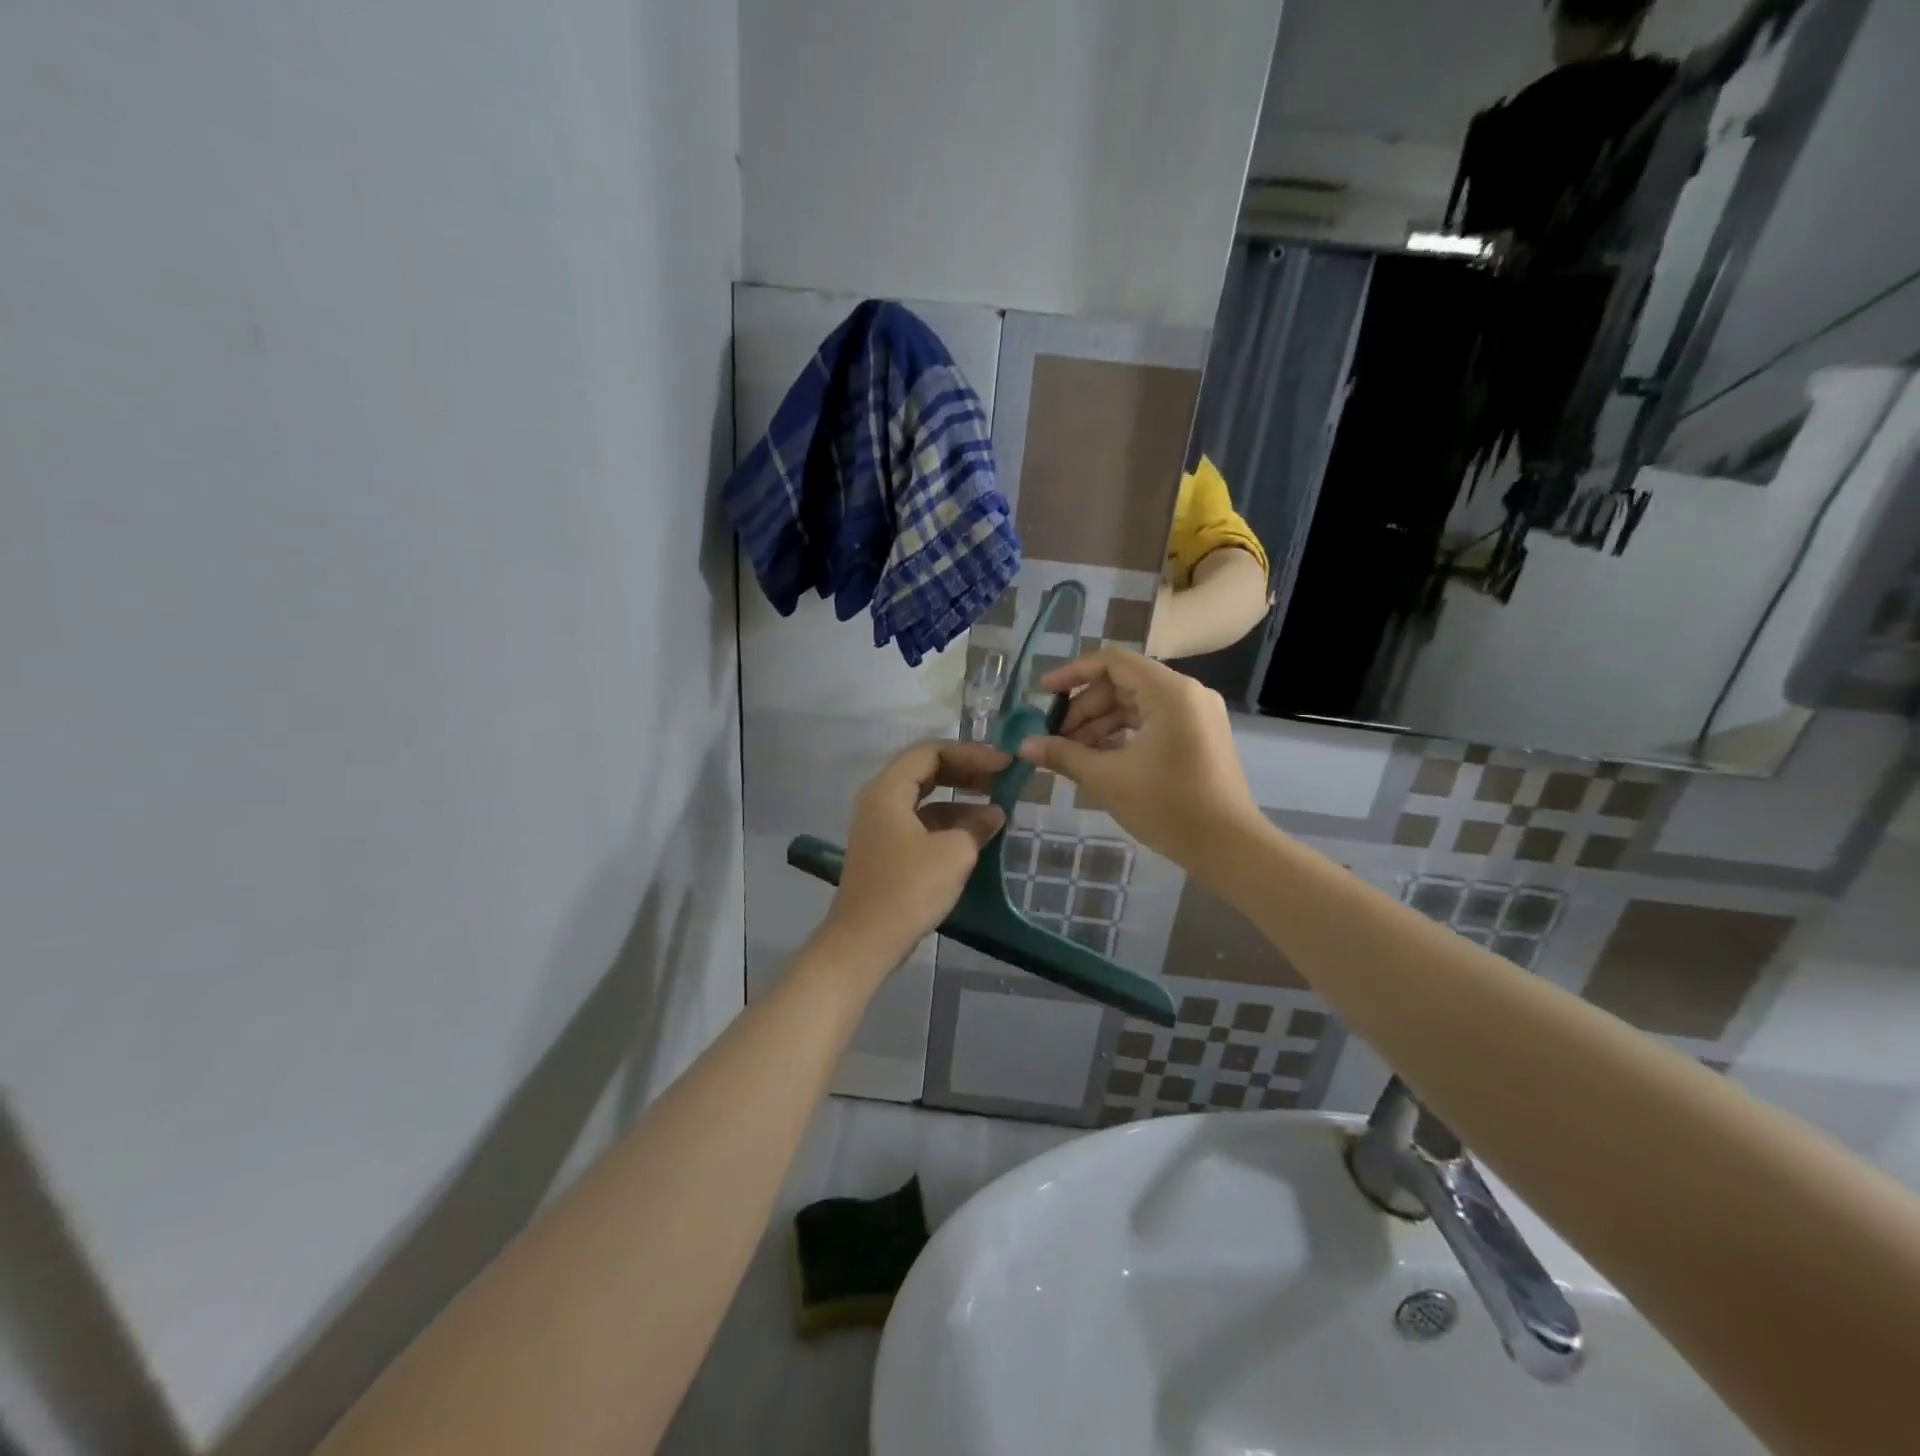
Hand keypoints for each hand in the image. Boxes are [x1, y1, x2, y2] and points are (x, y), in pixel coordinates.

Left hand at [823, 740, 1009, 965]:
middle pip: (926, 771)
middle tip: (1002, 779)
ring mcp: (880, 827)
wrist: (865, 942)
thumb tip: (994, 814)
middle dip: (966, 772)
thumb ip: (977, 826)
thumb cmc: (908, 889)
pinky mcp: (886, 851)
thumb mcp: (954, 853)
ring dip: (960, 800)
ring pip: (924, 799)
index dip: (971, 753)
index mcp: (888, 790)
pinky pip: (920, 823)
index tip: (1004, 764)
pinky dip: (948, 823)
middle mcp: (879, 800)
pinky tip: (975, 836)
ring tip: (997, 810)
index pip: (931, 751)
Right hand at [1016, 648, 1257, 864]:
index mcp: (1169, 691)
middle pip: (1123, 683)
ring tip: (1070, 753)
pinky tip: (1098, 759)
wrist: (1229, 847)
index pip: (1112, 661)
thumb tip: (1024, 745)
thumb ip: (1063, 755)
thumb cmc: (1167, 806)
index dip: (1073, 673)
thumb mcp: (1107, 779)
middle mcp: (1187, 693)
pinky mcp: (1199, 736)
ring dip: (1100, 725)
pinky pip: (1152, 722)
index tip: (1043, 694)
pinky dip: (1123, 735)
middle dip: (1084, 708)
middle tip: (1053, 737)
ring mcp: (1197, 715)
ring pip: (1136, 705)